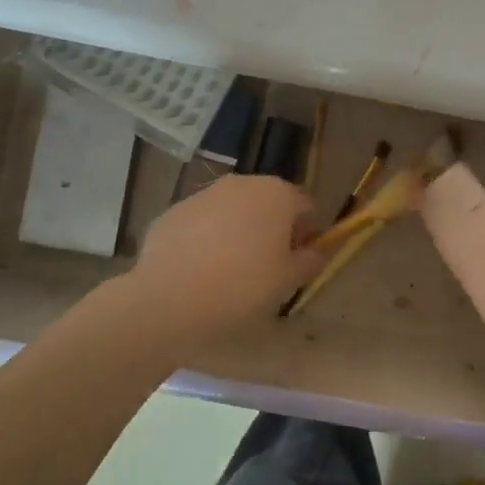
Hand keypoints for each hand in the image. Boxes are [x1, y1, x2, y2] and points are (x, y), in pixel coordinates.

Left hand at [116, 176, 323, 346]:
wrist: (169, 301)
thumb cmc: (242, 288)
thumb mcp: (288, 281)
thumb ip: (310, 260)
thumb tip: (315, 251)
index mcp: (277, 194)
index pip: (305, 207)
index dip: (305, 235)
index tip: (295, 263)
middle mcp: (241, 183)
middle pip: (267, 203)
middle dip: (270, 229)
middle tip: (264, 269)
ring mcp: (203, 194)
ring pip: (232, 211)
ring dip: (237, 232)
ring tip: (228, 272)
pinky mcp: (173, 211)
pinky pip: (200, 223)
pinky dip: (204, 240)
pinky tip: (198, 272)